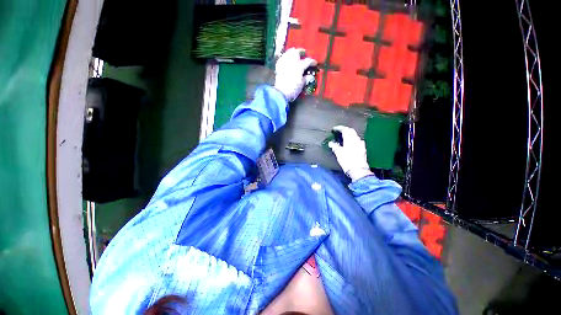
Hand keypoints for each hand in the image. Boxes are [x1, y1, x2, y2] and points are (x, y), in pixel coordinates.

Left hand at [274, 47, 316, 100]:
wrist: (281, 93)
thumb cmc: (293, 89)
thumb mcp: (301, 85)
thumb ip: (306, 79)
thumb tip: (310, 77)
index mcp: (299, 66)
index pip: (308, 61)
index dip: (312, 62)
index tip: (314, 63)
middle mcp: (291, 62)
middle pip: (297, 52)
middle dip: (301, 52)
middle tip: (304, 54)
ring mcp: (284, 63)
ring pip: (288, 53)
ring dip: (292, 53)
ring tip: (295, 56)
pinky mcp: (278, 67)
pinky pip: (282, 58)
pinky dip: (285, 58)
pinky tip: (286, 61)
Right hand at [328, 126, 373, 181]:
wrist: (358, 170)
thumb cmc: (347, 161)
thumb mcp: (338, 153)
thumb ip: (335, 146)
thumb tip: (331, 143)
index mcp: (350, 139)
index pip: (345, 130)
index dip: (339, 128)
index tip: (334, 129)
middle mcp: (356, 140)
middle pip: (351, 131)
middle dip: (345, 130)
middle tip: (339, 131)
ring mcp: (361, 144)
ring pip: (355, 135)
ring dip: (349, 134)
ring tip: (344, 137)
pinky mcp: (363, 149)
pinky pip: (357, 141)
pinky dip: (352, 139)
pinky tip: (350, 143)